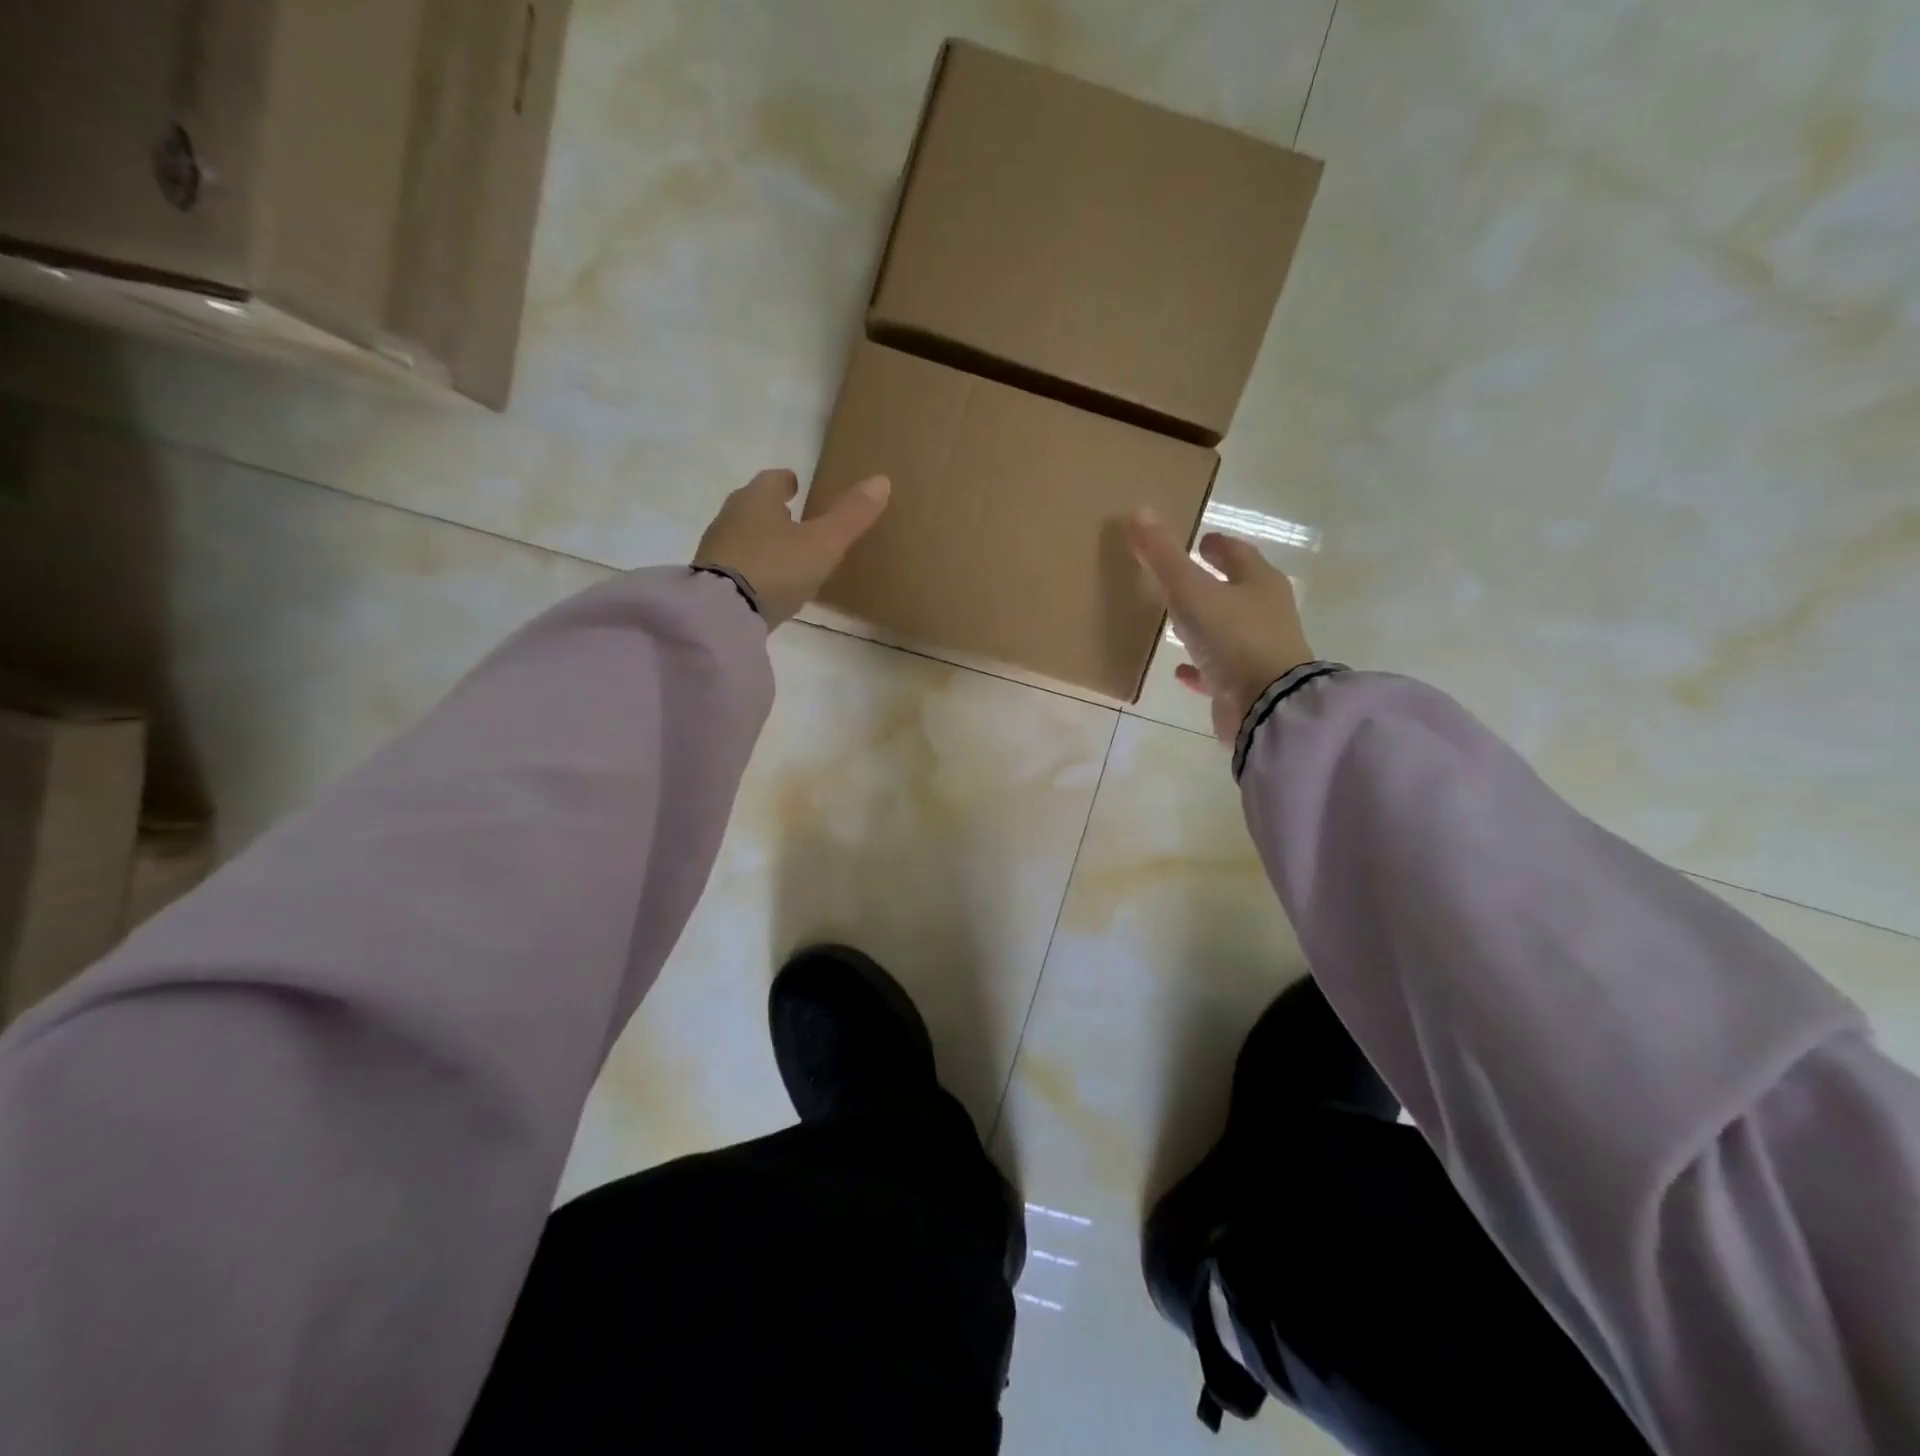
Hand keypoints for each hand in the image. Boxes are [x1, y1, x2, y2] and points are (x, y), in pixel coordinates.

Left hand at [693, 469, 889, 625]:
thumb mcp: (823, 543)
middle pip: (753, 505)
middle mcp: (731, 516)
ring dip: (760, 538)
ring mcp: (715, 548)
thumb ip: (851, 516)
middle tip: (792, 518)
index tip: (797, 486)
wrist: (723, 612)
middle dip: (772, 509)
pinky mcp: (709, 579)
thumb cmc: (777, 567)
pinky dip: (749, 566)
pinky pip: (734, 564)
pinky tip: (764, 583)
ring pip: (741, 534)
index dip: (787, 482)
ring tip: (782, 554)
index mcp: (757, 499)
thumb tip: (881, 480)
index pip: (773, 479)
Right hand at [1129, 508, 1315, 744]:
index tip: (1200, 541)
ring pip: (1228, 630)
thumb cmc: (1233, 637)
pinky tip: (1179, 670)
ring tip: (1178, 621)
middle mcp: (1265, 613)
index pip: (1238, 554)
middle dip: (1213, 582)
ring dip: (1206, 624)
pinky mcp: (1246, 684)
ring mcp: (1259, 651)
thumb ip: (1164, 557)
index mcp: (1260, 583)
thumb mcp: (1192, 592)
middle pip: (1237, 590)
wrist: (1266, 705)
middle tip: (1185, 576)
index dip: (1218, 545)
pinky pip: (1218, 670)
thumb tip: (1140, 512)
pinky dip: (1199, 666)